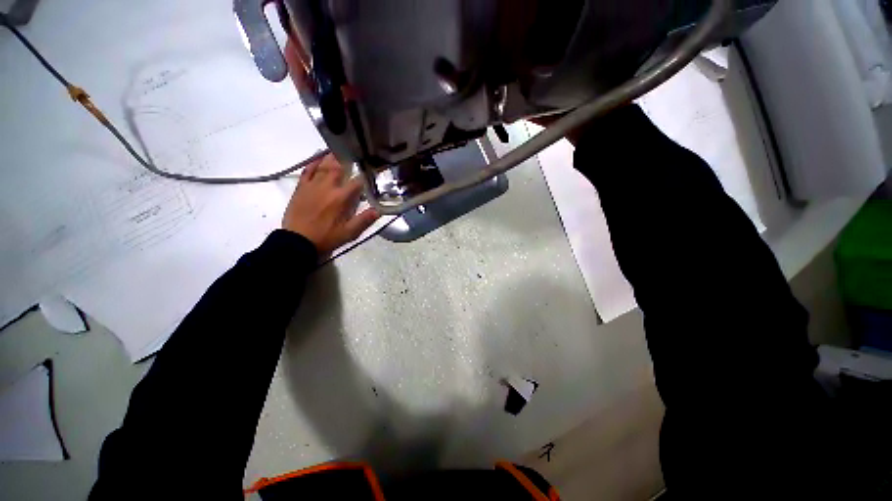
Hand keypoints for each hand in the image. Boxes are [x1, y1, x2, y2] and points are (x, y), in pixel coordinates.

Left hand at [282, 154, 378, 255]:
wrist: (297, 241)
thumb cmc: (326, 237)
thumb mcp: (349, 233)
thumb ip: (364, 220)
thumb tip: (378, 210)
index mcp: (341, 198)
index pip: (356, 182)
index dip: (364, 176)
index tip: (370, 173)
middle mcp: (327, 187)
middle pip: (338, 168)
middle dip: (347, 160)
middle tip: (353, 154)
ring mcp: (312, 186)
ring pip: (323, 166)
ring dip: (331, 158)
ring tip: (338, 150)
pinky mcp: (301, 188)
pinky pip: (307, 171)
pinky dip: (313, 163)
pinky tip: (318, 158)